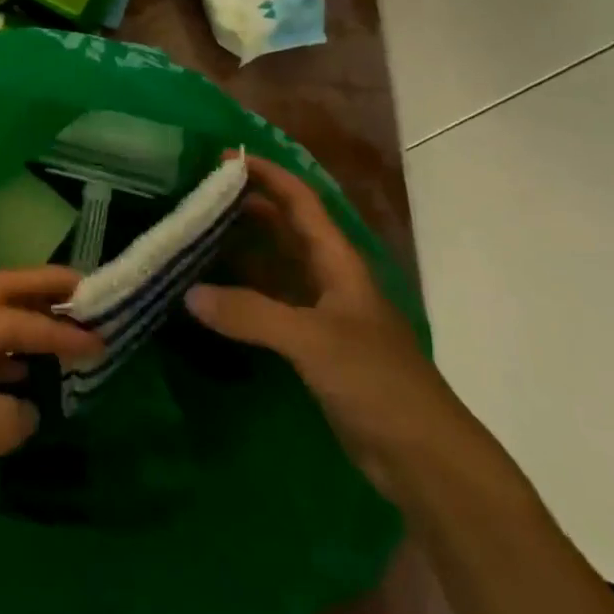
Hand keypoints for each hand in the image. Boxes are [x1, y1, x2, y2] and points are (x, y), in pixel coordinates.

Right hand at [185, 154, 472, 494]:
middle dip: (247, 207)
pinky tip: (213, 296)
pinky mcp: (313, 345)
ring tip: (195, 238)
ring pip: (275, 266)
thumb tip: (190, 293)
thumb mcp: (312, 340)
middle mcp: (328, 278)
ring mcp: (321, 312)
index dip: (266, 174)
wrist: (422, 455)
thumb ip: (250, 314)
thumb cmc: (376, 381)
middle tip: (198, 197)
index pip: (299, 201)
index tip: (224, 158)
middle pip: (285, 228)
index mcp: (337, 262)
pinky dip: (243, 294)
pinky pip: (270, 304)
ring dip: (241, 250)